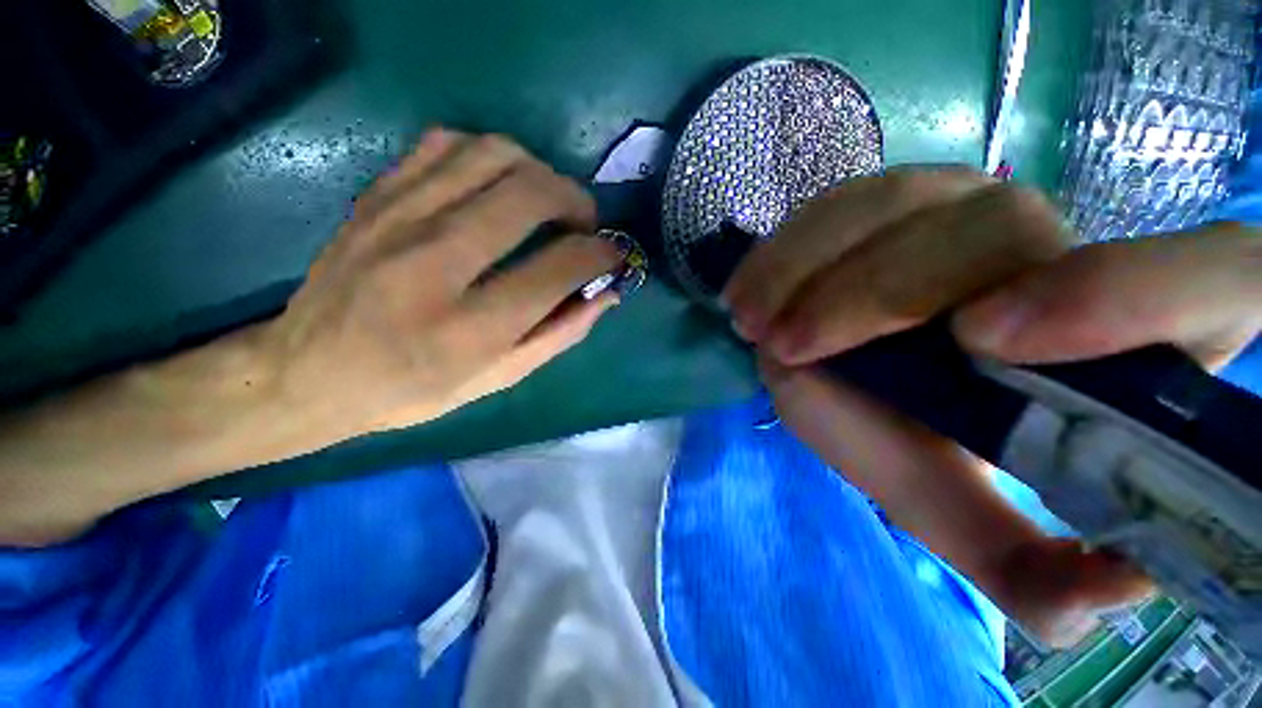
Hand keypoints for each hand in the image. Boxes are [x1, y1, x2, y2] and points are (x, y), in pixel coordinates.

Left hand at [258, 129, 621, 438]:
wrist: (308, 372)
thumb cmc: (414, 389)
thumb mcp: (499, 378)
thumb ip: (560, 334)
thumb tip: (607, 294)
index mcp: (471, 327)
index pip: (560, 267)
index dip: (601, 254)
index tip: (612, 255)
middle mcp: (435, 263)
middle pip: (530, 194)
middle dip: (577, 201)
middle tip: (584, 224)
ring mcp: (398, 219)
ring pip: (493, 154)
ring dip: (539, 171)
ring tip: (546, 202)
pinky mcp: (376, 196)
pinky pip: (446, 144)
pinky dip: (488, 155)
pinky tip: (496, 185)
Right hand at [724, 168, 1260, 645]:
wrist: (862, 364)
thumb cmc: (914, 435)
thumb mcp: (963, 504)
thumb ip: (1026, 564)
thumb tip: (1105, 595)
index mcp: (1112, 322)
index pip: (1206, 278)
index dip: (1125, 298)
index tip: (988, 345)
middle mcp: (1050, 240)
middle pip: (990, 232)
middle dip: (874, 295)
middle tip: (790, 347)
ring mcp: (956, 202)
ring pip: (894, 206)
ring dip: (807, 267)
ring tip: (752, 319)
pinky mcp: (884, 200)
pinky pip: (835, 205)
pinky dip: (784, 248)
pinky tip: (749, 288)